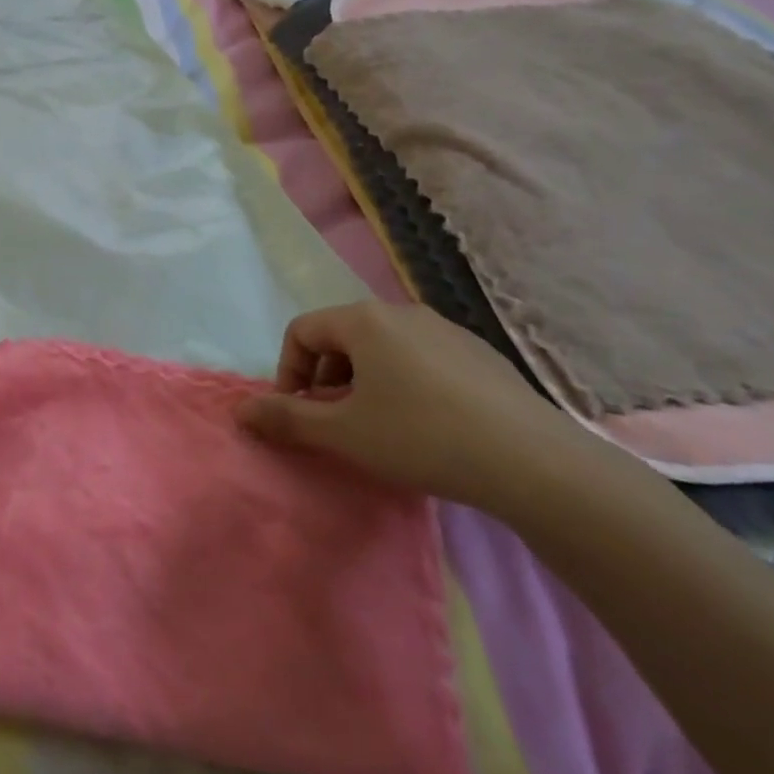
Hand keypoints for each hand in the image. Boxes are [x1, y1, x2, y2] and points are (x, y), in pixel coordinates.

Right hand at [235, 300, 590, 514]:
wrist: (533, 463)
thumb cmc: (422, 438)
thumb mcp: (344, 433)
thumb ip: (287, 419)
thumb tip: (240, 412)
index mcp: (363, 320)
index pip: (302, 331)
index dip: (289, 372)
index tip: (300, 414)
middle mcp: (400, 311)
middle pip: (342, 336)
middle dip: (327, 377)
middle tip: (337, 421)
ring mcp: (445, 329)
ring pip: (383, 347)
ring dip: (365, 380)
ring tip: (380, 425)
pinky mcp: (479, 353)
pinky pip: (422, 358)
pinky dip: (406, 382)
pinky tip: (428, 425)